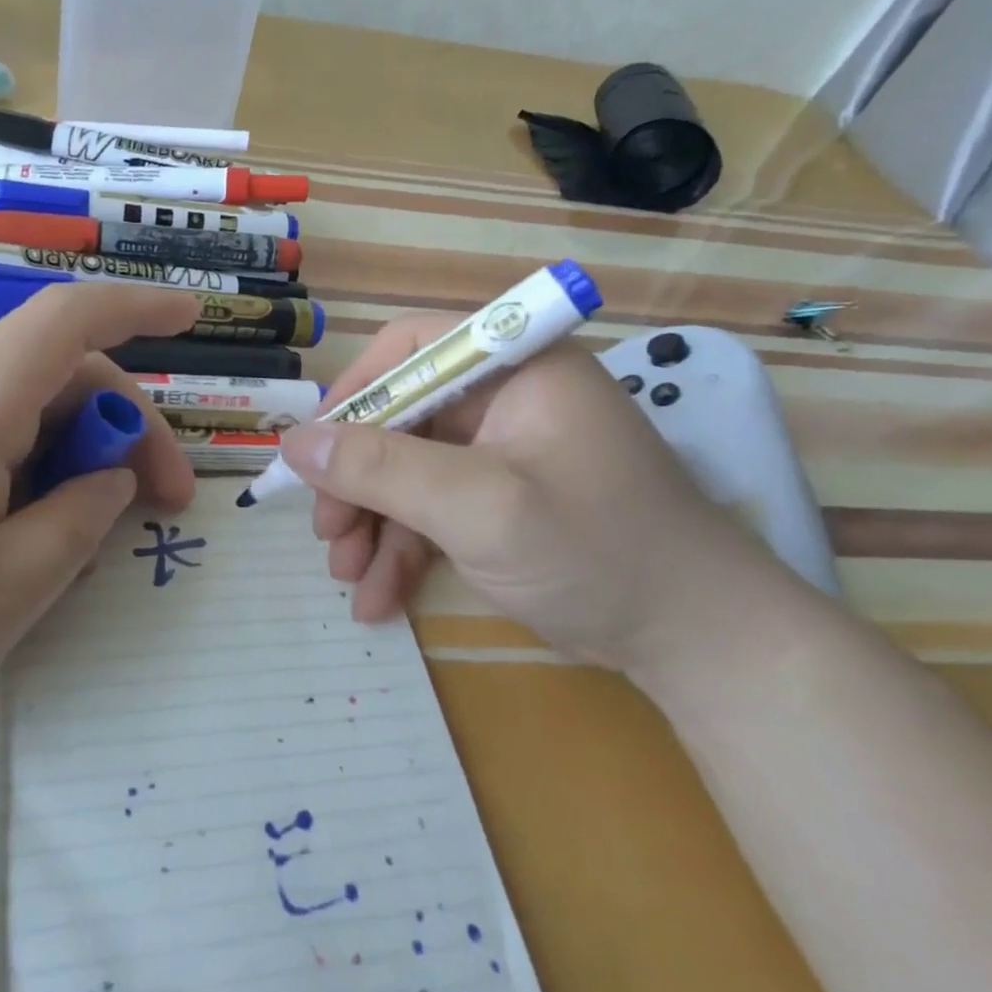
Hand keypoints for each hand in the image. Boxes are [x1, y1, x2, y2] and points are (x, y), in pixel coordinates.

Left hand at [0, 284, 200, 777]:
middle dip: (125, 431)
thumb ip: (69, 532)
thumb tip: (111, 479)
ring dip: (75, 464)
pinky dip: (26, 482)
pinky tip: (19, 549)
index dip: (136, 307)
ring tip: (88, 548)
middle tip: (162, 511)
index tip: (194, 317)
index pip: (62, 323)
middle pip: (54, 378)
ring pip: (19, 420)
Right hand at [278, 316, 797, 674]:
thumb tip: (294, 441)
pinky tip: (378, 597)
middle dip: (357, 479)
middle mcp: (506, 398)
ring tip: (347, 576)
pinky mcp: (502, 499)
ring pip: (409, 469)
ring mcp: (503, 452)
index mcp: (515, 367)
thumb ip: (381, 469)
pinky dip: (402, 548)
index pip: (411, 348)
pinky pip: (433, 508)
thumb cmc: (595, 552)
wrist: (697, 643)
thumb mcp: (478, 507)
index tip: (314, 449)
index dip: (353, 392)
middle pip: (401, 417)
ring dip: (372, 522)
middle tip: (327, 532)